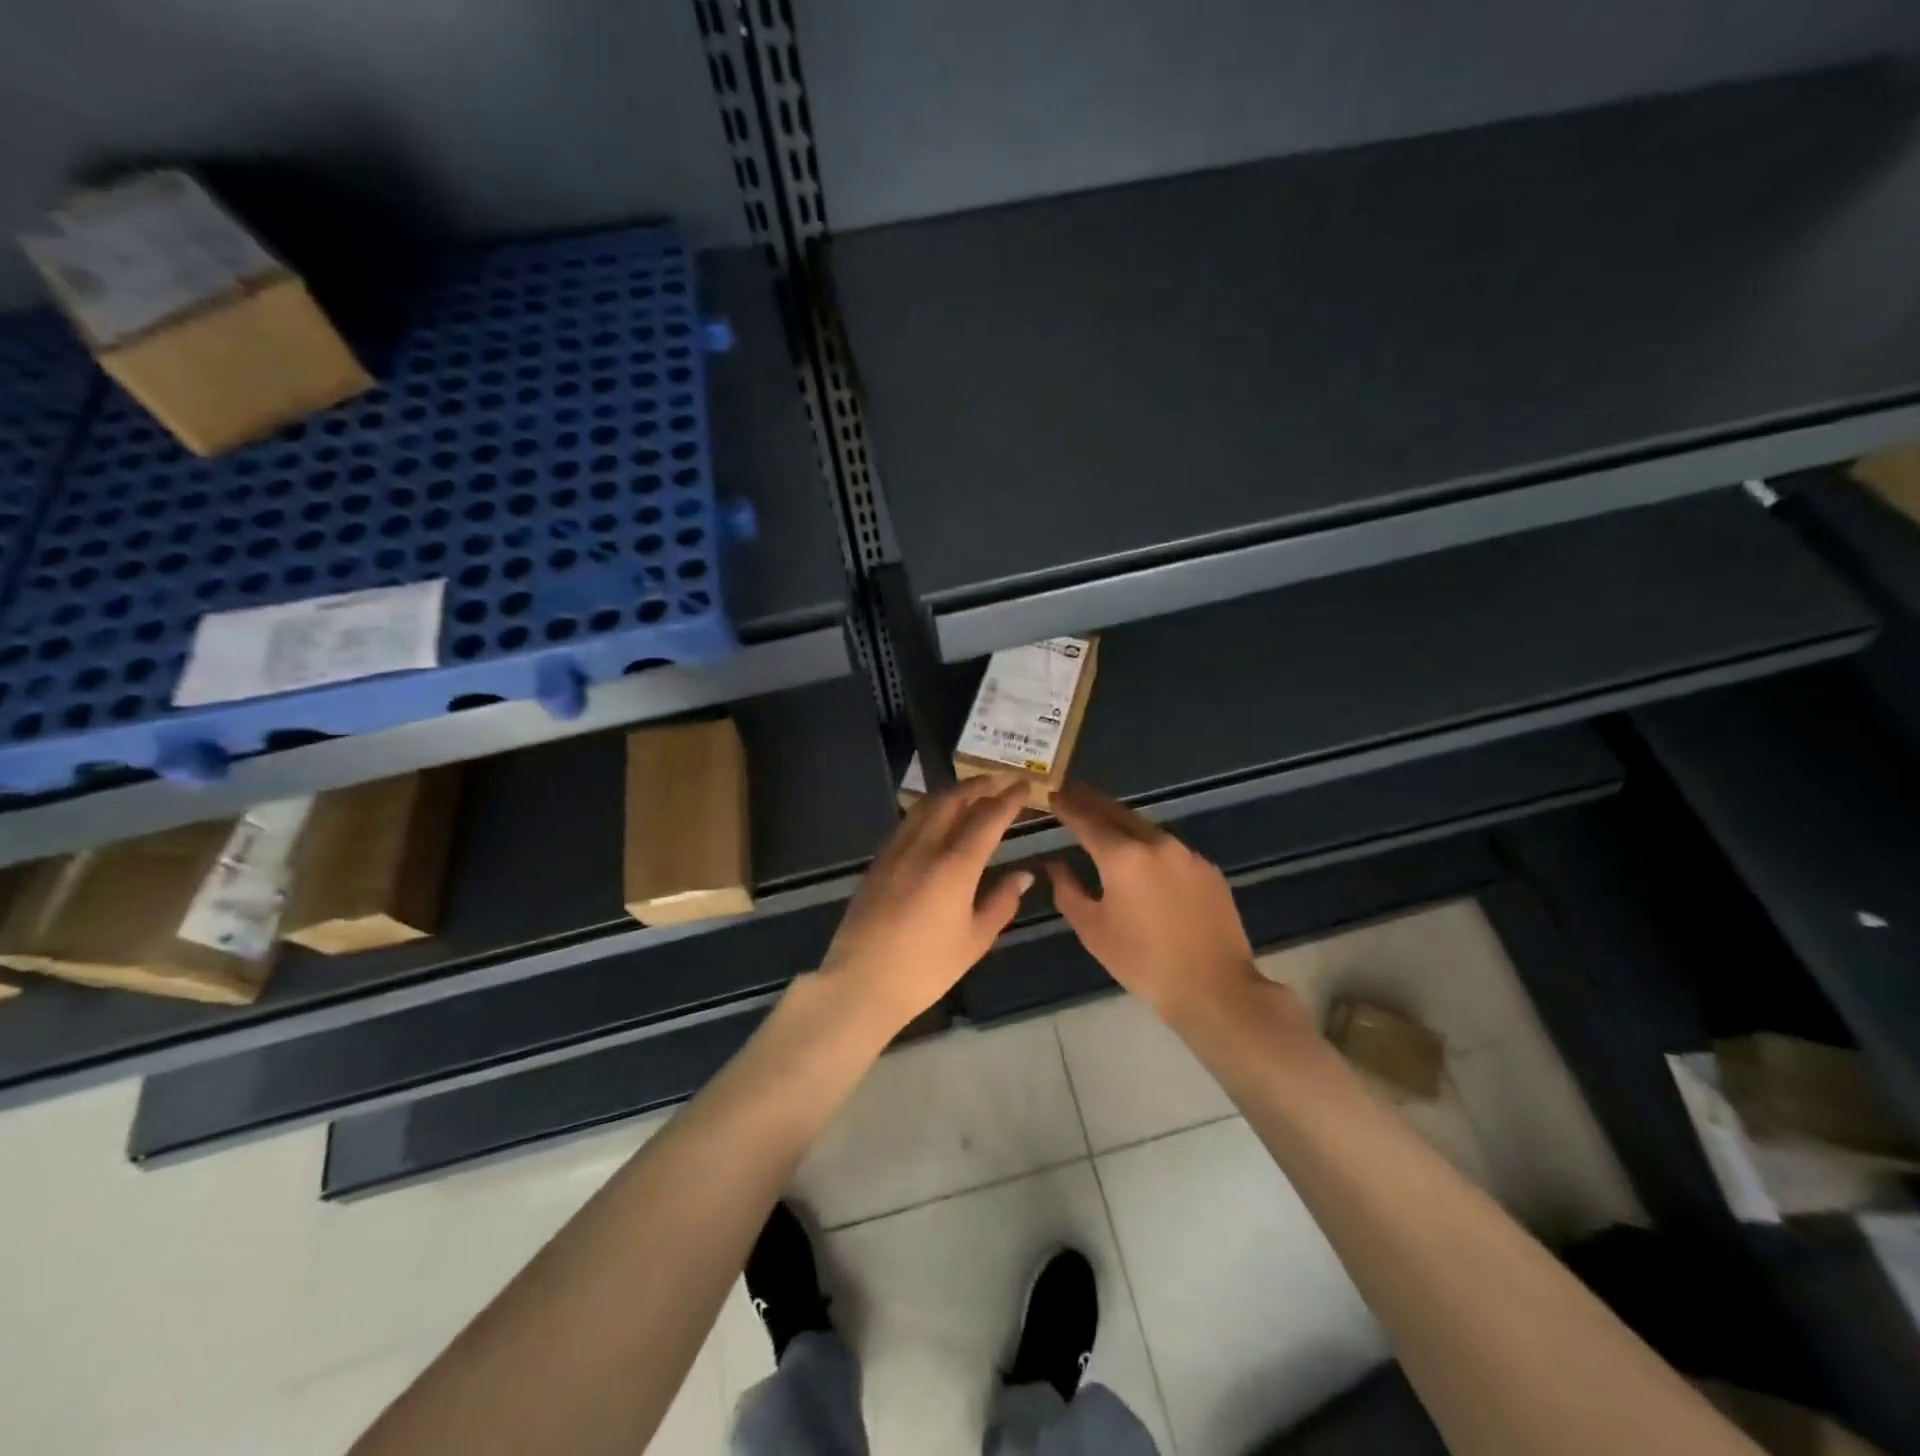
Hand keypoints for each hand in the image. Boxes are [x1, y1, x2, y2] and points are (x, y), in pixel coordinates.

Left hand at [819, 776, 1034, 1032]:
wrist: (862, 982)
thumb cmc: (926, 969)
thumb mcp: (975, 940)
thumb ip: (1001, 902)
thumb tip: (1023, 875)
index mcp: (955, 865)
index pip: (987, 818)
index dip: (1008, 799)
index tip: (1024, 786)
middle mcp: (925, 847)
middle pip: (953, 800)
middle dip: (979, 785)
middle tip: (999, 780)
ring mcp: (896, 850)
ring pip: (925, 806)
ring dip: (951, 793)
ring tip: (970, 793)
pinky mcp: (878, 861)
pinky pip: (908, 822)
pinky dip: (928, 810)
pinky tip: (935, 820)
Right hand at [1046, 783, 1262, 1024]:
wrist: (1214, 987)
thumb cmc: (1143, 962)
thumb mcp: (1093, 929)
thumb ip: (1067, 890)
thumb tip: (1055, 864)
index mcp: (1122, 856)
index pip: (1086, 820)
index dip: (1067, 806)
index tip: (1053, 794)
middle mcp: (1155, 843)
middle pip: (1117, 812)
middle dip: (1092, 802)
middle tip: (1073, 792)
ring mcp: (1186, 853)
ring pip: (1145, 827)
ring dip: (1121, 821)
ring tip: (1103, 821)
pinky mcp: (1207, 869)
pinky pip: (1169, 847)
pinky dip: (1148, 844)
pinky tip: (1142, 857)